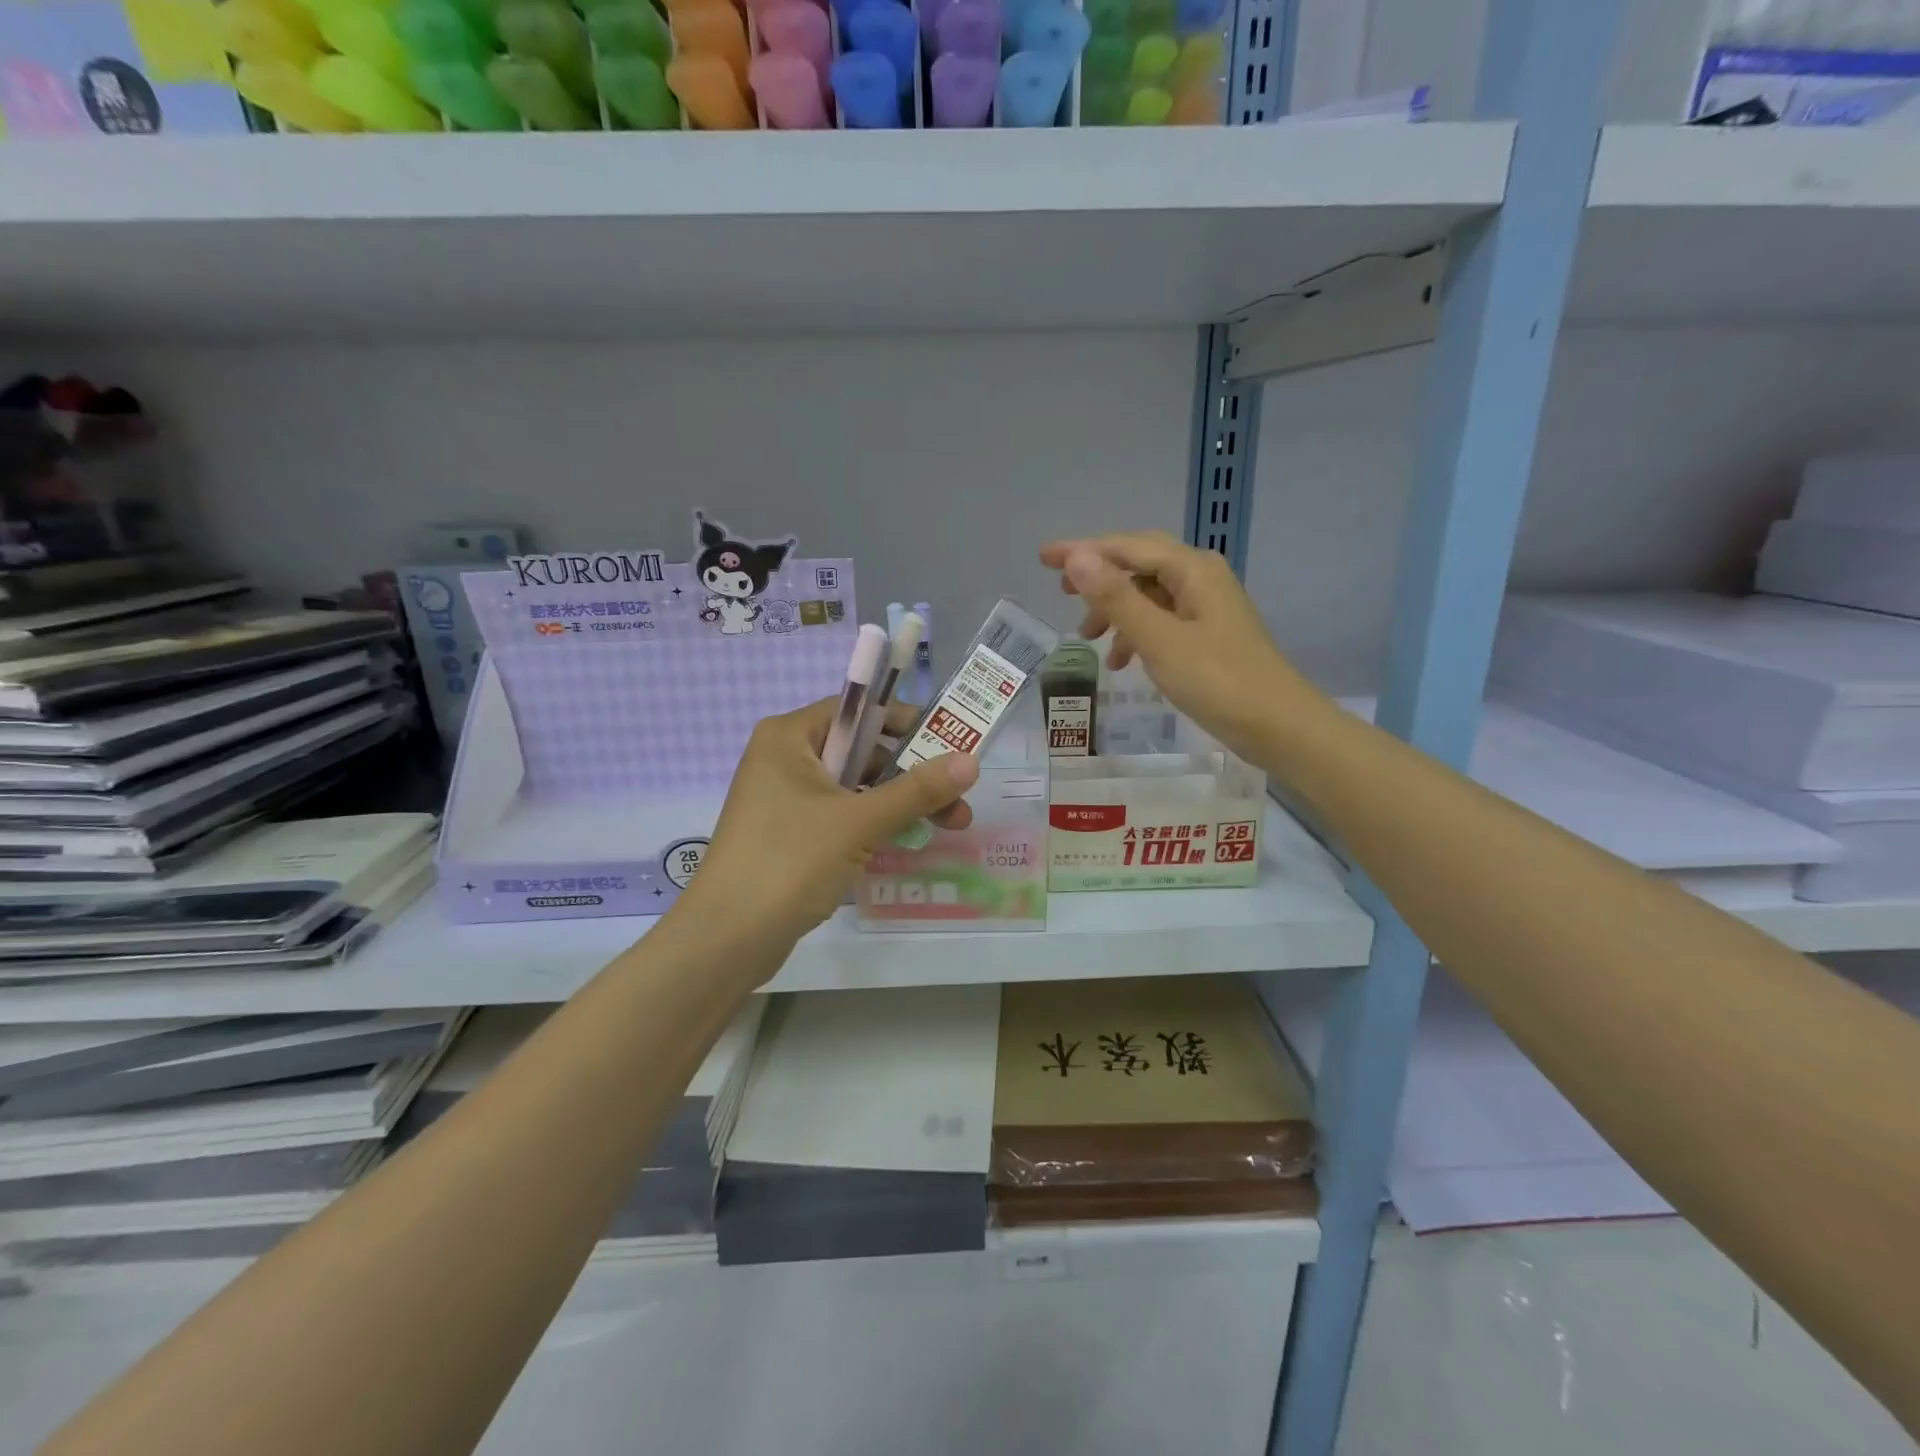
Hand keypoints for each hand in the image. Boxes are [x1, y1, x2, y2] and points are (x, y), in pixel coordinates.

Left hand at [672, 698, 977, 956]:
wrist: (726, 940)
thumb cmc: (789, 862)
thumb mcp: (859, 822)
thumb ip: (917, 790)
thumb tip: (972, 760)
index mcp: (790, 737)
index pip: (858, 710)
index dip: (907, 723)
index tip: (951, 744)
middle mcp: (785, 759)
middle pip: (862, 752)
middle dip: (913, 774)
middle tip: (959, 799)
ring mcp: (785, 800)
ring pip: (856, 788)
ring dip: (901, 803)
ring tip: (951, 825)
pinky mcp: (790, 836)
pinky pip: (842, 817)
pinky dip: (875, 825)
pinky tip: (911, 841)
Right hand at [1040, 531, 1304, 760]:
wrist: (1278, 726)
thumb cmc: (1217, 680)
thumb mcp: (1158, 639)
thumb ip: (1116, 598)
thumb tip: (1076, 559)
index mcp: (1191, 570)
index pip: (1126, 547)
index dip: (1082, 550)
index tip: (1044, 558)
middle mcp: (1200, 578)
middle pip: (1138, 564)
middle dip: (1098, 576)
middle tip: (1060, 591)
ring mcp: (1206, 606)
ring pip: (1148, 595)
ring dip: (1114, 610)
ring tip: (1086, 638)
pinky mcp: (1208, 634)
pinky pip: (1161, 620)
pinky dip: (1136, 633)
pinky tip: (1120, 661)